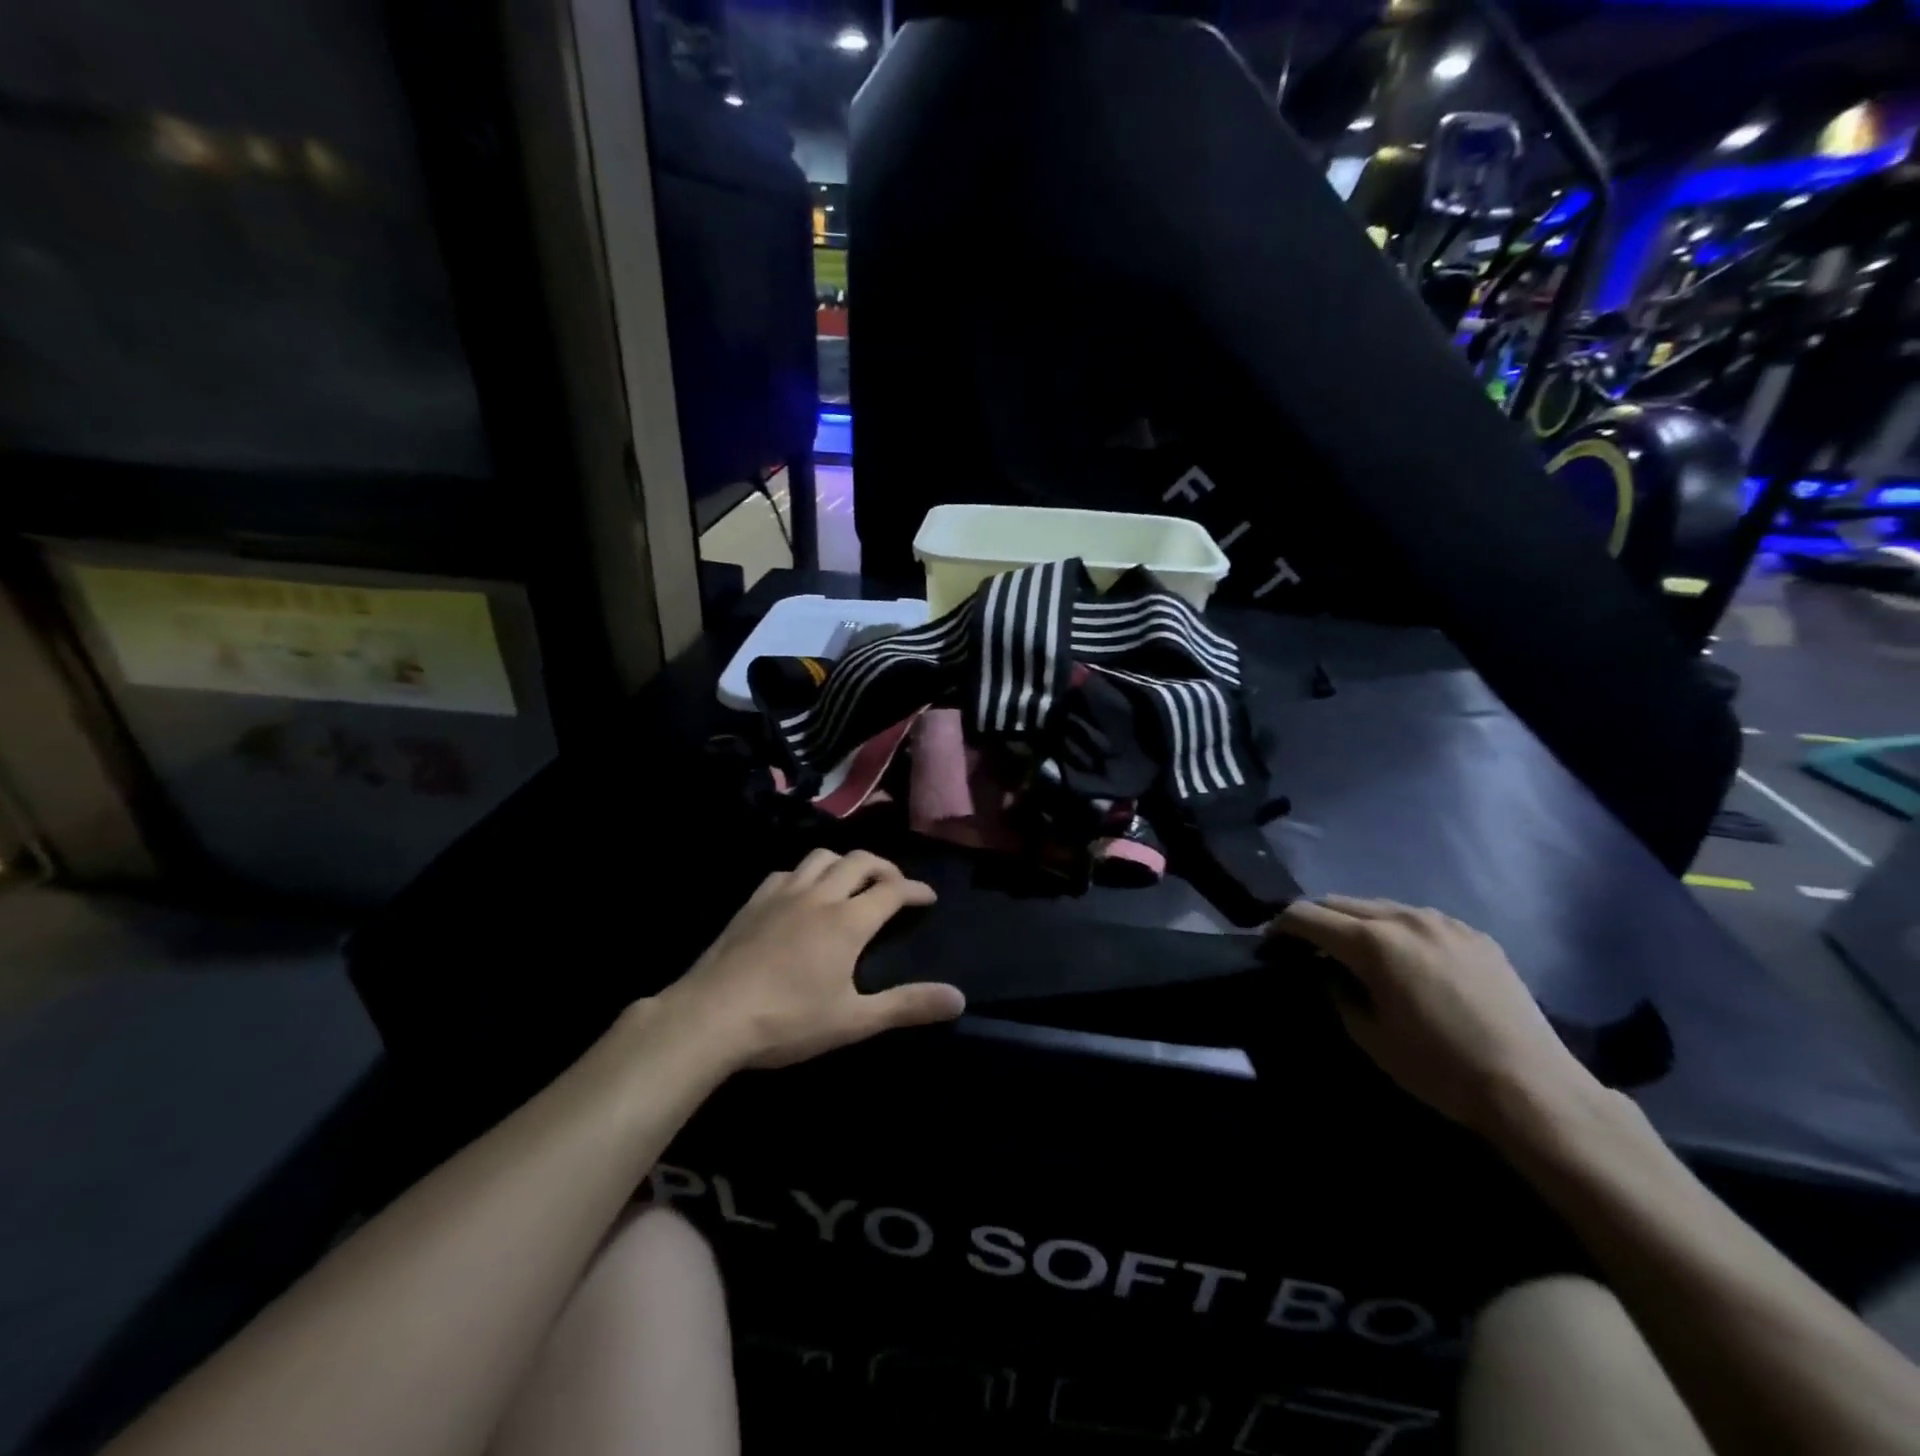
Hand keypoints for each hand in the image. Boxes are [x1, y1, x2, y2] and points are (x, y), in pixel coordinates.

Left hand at [658, 849, 965, 1070]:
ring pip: (822, 858)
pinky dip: (806, 874)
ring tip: (852, 882)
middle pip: (860, 862)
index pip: (892, 890)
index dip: (915, 889)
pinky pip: (787, 872)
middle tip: (894, 886)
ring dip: (845, 863)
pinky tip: (802, 894)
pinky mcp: (753, 902)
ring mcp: (782, 894)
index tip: (928, 897)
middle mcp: (819, 896)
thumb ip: (907, 1006)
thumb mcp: (853, 1021)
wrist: (710, 1016)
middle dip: (884, 868)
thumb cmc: (787, 1021)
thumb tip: (958, 998)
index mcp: (848, 921)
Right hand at [1269, 896, 1597, 1133]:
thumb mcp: (1370, 1036)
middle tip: (1306, 948)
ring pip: (1379, 906)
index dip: (1280, 927)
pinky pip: (1418, 919)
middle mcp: (1404, 918)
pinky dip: (1396, 929)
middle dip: (1315, 920)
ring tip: (1354, 951)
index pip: (1307, 916)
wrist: (1533, 1088)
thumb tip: (1323, 971)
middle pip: (1339, 902)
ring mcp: (1443, 921)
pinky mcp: (1473, 934)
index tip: (1270, 945)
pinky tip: (1404, 958)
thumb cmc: (1439, 1068)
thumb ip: (1336, 992)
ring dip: (1355, 922)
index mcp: (1373, 942)